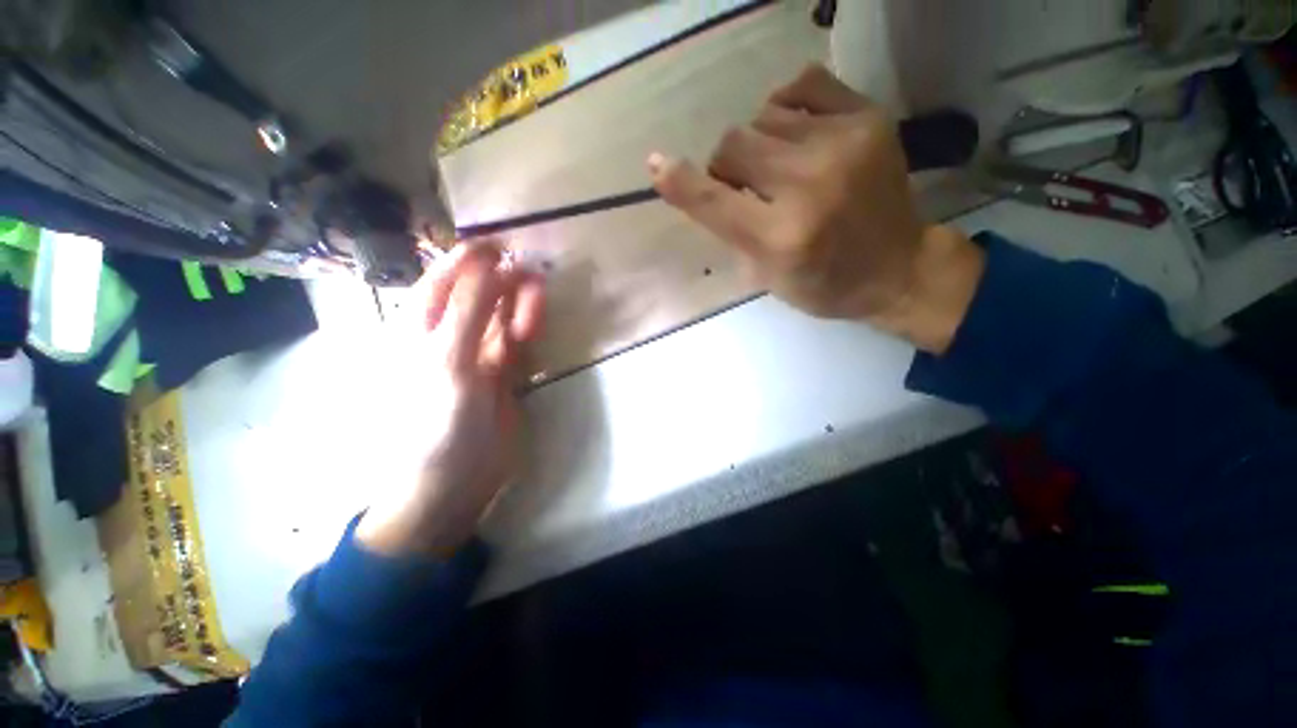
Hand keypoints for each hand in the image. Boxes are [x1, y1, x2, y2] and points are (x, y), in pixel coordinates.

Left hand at [357, 243, 545, 557]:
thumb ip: (469, 311)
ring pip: (505, 313)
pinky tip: (533, 335)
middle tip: (534, 285)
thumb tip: (493, 265)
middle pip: (483, 291)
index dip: (473, 256)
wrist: (455, 478)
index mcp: (423, 324)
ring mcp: (481, 351)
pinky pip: (519, 340)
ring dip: (522, 307)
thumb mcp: (447, 360)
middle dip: (508, 284)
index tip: (507, 244)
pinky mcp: (505, 371)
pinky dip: (528, 332)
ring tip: (532, 322)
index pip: (447, 275)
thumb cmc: (437, 421)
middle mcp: (452, 331)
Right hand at [648, 64, 983, 353]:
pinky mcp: (868, 118)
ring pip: (760, 118)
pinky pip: (800, 84)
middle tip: (749, 189)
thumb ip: (731, 232)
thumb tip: (699, 186)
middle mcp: (809, 186)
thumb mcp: (766, 277)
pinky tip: (797, 134)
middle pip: (732, 145)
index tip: (656, 165)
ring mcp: (843, 144)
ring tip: (781, 168)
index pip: (713, 200)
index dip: (679, 182)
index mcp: (781, 238)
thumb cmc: (823, 284)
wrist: (897, 268)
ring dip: (758, 145)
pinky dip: (786, 108)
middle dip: (727, 169)